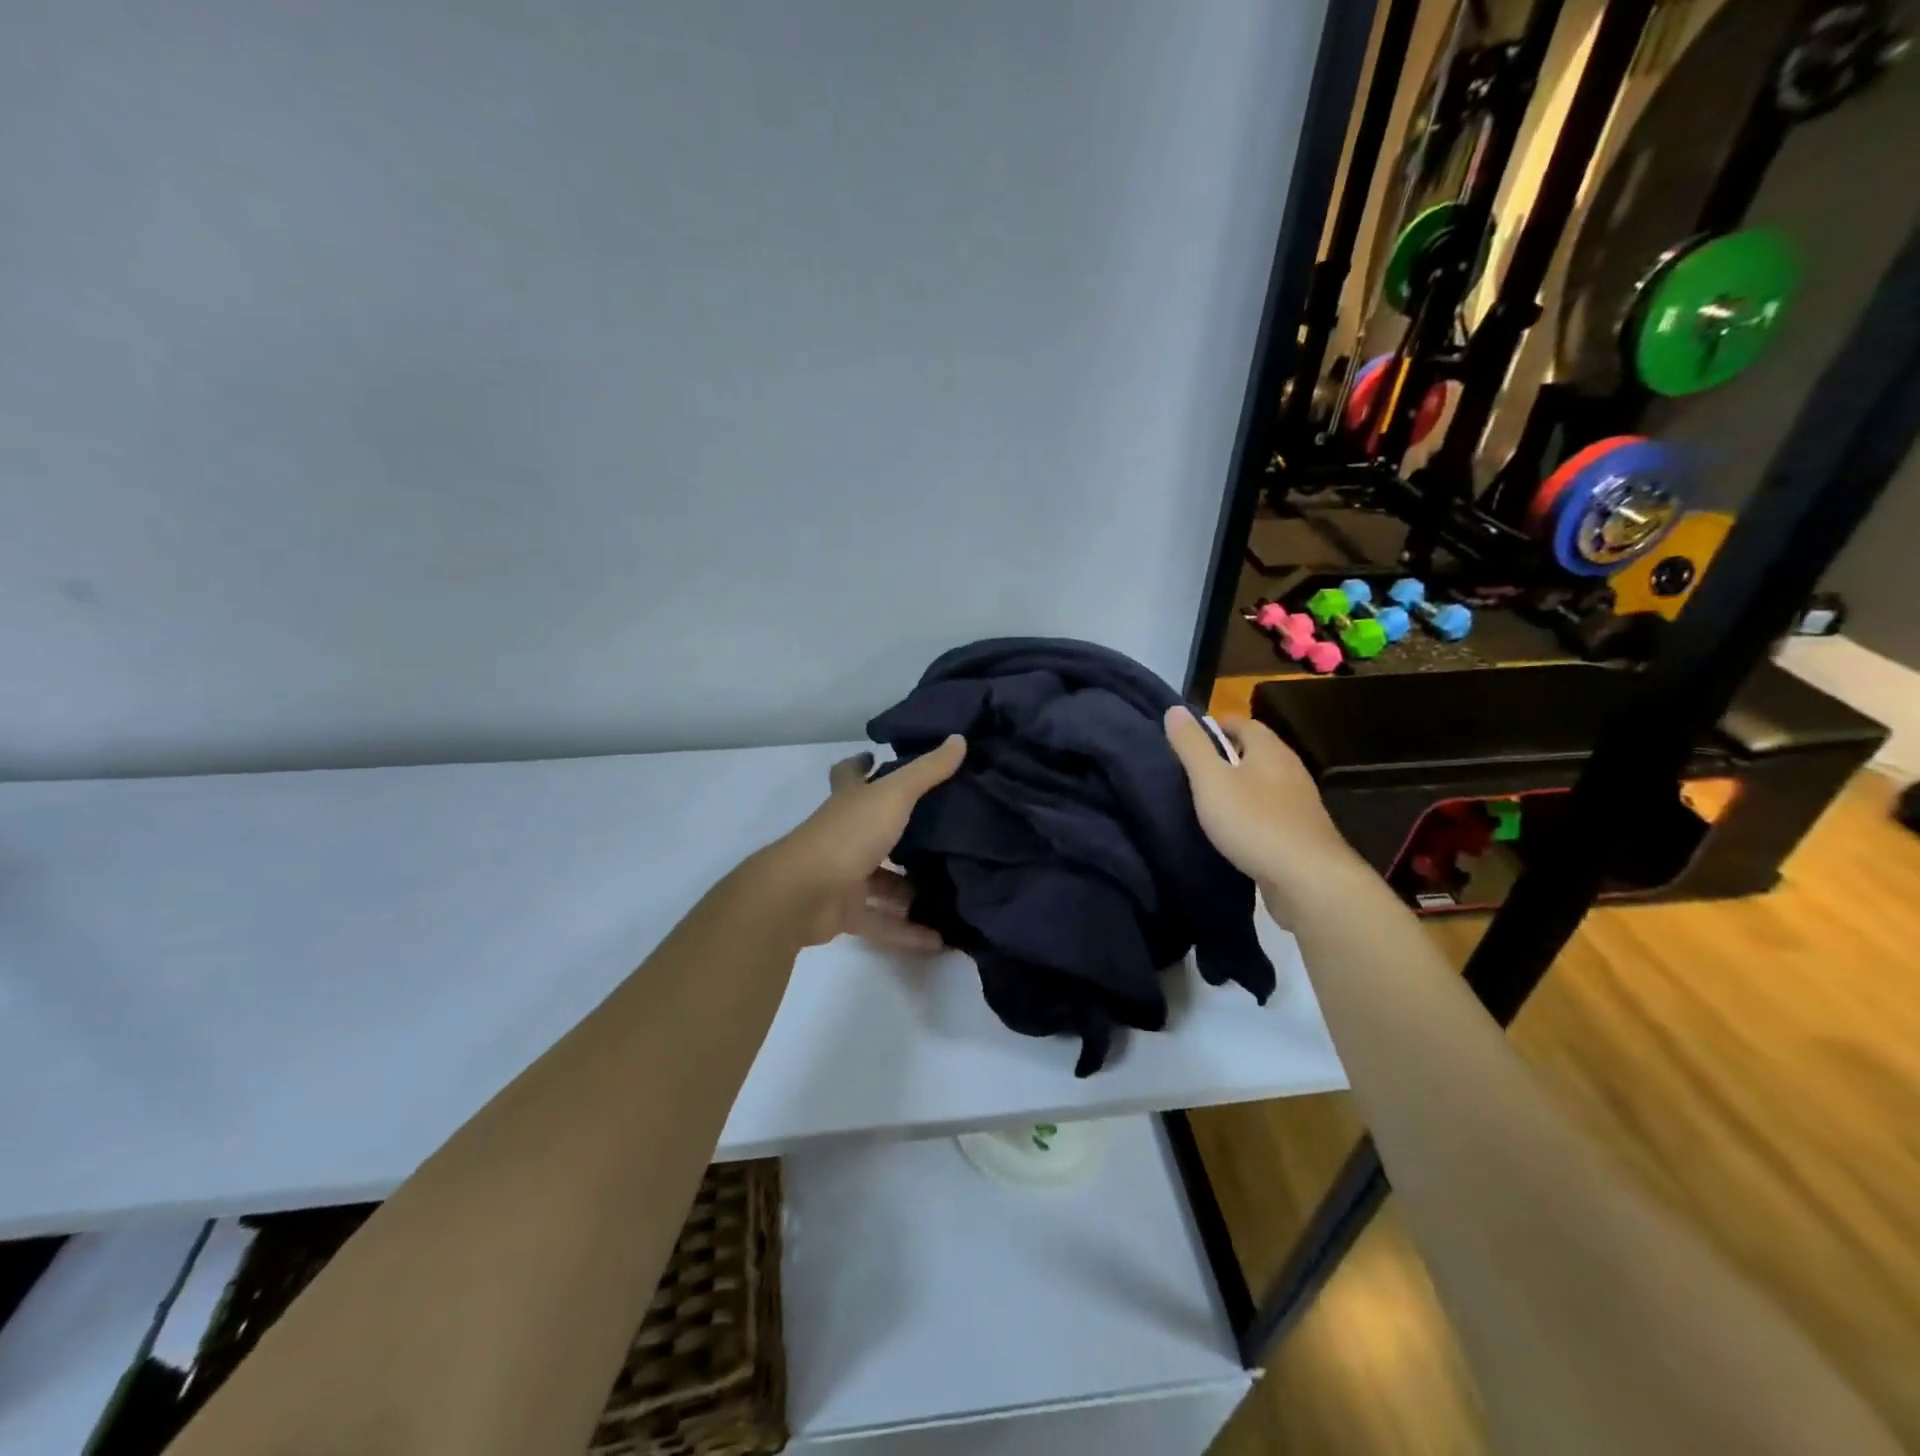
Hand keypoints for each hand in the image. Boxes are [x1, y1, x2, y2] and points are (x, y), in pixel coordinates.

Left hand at [756, 735, 966, 949]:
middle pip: (871, 830)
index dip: (861, 764)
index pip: (849, 774)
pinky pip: (882, 922)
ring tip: (950, 892)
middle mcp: (843, 835)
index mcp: (848, 802)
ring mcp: (842, 876)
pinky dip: (907, 932)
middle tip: (940, 834)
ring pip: (881, 882)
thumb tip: (959, 739)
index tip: (877, 757)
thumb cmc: (847, 835)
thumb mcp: (892, 796)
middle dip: (899, 833)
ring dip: (909, 890)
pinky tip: (939, 939)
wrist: (802, 895)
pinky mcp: (844, 913)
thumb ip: (926, 772)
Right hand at [1163, 706, 1358, 924]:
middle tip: (1192, 770)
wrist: (1307, 879)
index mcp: (1269, 750)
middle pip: (1255, 752)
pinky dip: (1251, 813)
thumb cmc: (1254, 822)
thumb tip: (1174, 709)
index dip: (1215, 726)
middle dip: (1226, 756)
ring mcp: (1299, 803)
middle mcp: (1289, 769)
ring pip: (1264, 783)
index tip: (1189, 739)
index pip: (1243, 723)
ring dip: (1240, 787)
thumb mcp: (1210, 780)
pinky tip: (1234, 831)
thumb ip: (1191, 745)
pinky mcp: (1301, 833)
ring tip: (1208, 800)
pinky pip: (1271, 812)